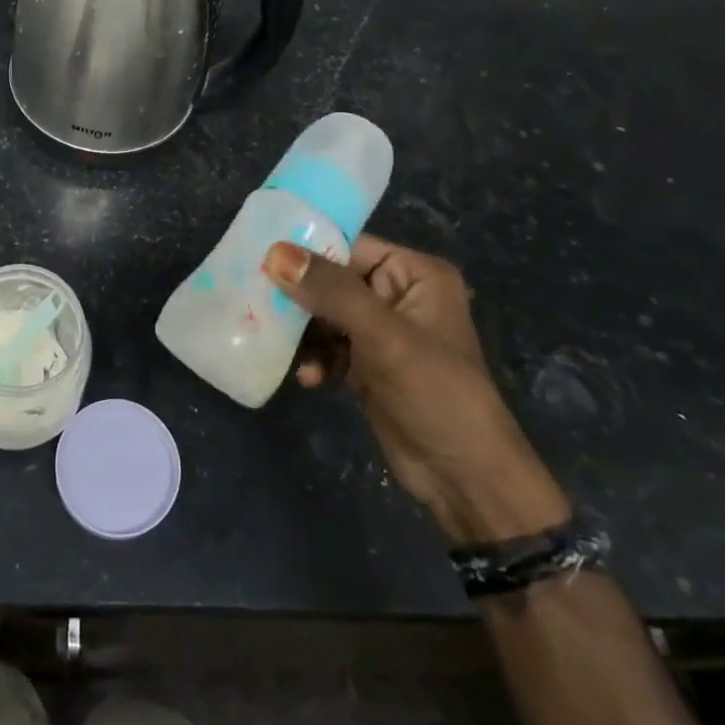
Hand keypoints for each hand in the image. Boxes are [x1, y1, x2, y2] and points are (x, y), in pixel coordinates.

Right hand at [265, 237, 569, 544]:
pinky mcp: (368, 364)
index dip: (307, 251)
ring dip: (303, 332)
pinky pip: (329, 345)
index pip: (350, 246)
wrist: (465, 479)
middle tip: (259, 303)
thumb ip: (331, 291)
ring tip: (277, 343)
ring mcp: (382, 331)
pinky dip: (316, 357)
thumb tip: (275, 252)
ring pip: (325, 314)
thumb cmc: (435, 393)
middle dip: (299, 296)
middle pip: (332, 279)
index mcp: (415, 274)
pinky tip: (310, 378)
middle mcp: (398, 295)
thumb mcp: (383, 336)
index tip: (261, 259)